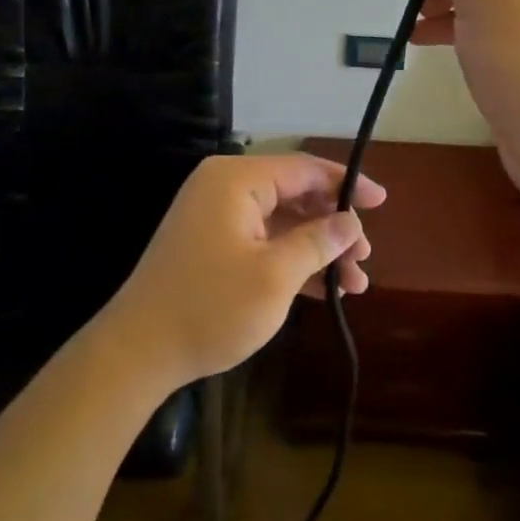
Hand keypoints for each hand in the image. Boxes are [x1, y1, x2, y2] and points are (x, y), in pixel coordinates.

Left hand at [99, 153, 384, 392]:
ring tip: (354, 282)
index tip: (381, 202)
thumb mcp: (274, 276)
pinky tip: (324, 288)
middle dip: (333, 226)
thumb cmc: (210, 306)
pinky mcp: (213, 246)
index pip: (303, 168)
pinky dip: (292, 261)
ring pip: (282, 222)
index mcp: (236, 180)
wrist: (139, 352)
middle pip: (294, 194)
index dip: (346, 184)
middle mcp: (225, 188)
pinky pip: (263, 241)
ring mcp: (217, 218)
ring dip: (318, 249)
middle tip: (364, 257)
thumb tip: (351, 223)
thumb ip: (318, 242)